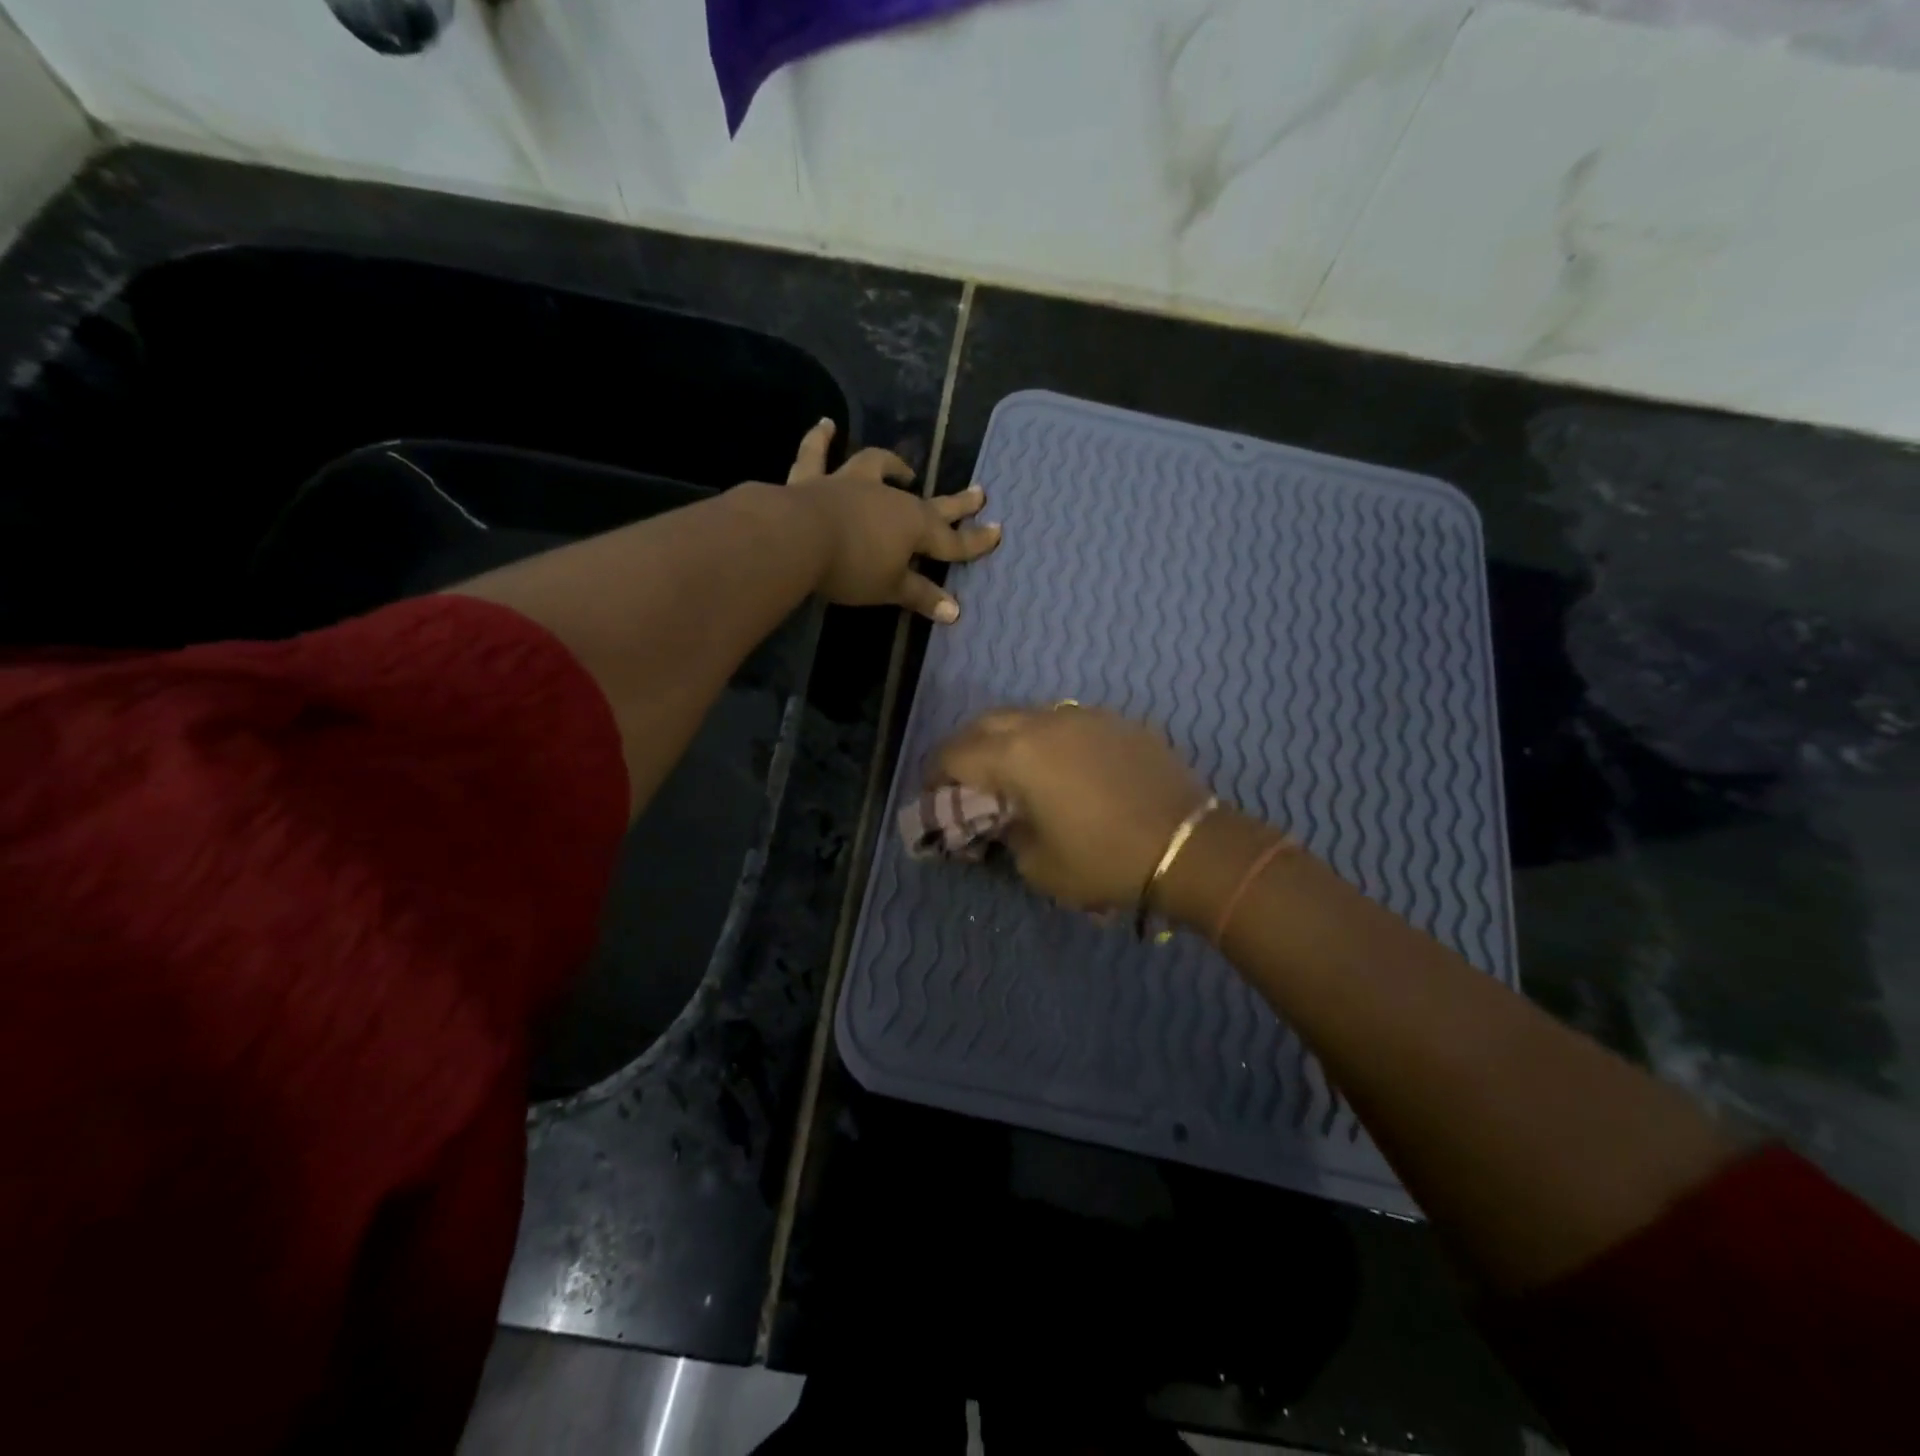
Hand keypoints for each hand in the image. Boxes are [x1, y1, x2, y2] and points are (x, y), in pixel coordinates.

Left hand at [784, 419, 1000, 620]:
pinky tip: (826, 424)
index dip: (975, 541)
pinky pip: (817, 455)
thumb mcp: (890, 588)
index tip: (998, 532)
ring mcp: (851, 484)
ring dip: (892, 465)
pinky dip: (820, 439)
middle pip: (929, 502)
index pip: (952, 540)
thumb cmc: (852, 567)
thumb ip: (921, 596)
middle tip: (979, 492)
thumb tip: (954, 610)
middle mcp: (889, 498)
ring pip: (876, 467)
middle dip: (956, 503)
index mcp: (914, 527)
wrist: (798, 538)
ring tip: (903, 468)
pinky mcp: (814, 480)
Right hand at [933, 705, 1211, 910]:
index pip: (955, 754)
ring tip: (1009, 770)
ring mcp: (1083, 716)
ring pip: (1026, 715)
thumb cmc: (1104, 861)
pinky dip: (1047, 739)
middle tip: (962, 779)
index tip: (930, 795)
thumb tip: (1005, 821)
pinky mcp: (1116, 721)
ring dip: (1006, 739)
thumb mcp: (1038, 866)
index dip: (933, 774)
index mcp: (1016, 756)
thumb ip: (1008, 835)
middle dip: (965, 749)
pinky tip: (1059, 766)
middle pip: (985, 723)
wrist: (1189, 845)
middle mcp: (1044, 723)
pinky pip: (1065, 722)